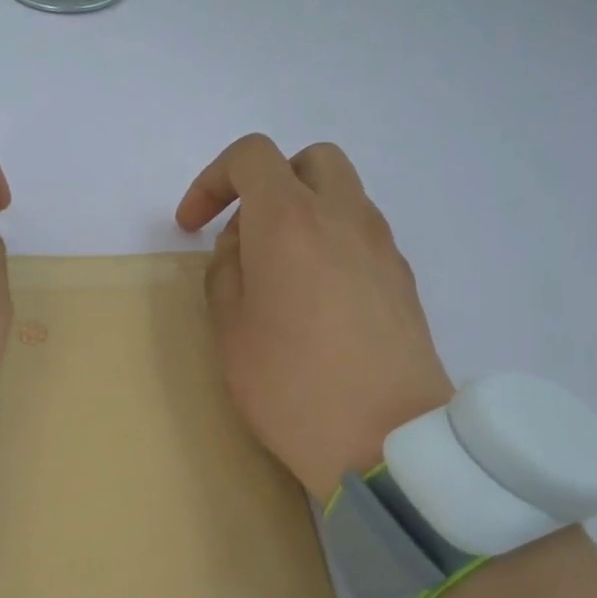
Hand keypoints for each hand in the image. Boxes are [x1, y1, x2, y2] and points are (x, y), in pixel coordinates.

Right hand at [176, 134, 452, 501]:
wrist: (386, 440)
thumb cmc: (290, 383)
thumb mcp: (229, 329)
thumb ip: (225, 271)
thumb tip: (242, 248)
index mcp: (289, 220)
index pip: (252, 157)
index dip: (212, 180)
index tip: (192, 226)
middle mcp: (343, 217)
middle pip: (310, 160)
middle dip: (269, 182)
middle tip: (244, 233)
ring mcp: (382, 246)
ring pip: (342, 194)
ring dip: (303, 212)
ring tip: (278, 271)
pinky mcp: (403, 279)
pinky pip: (362, 234)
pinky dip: (332, 241)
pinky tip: (316, 299)